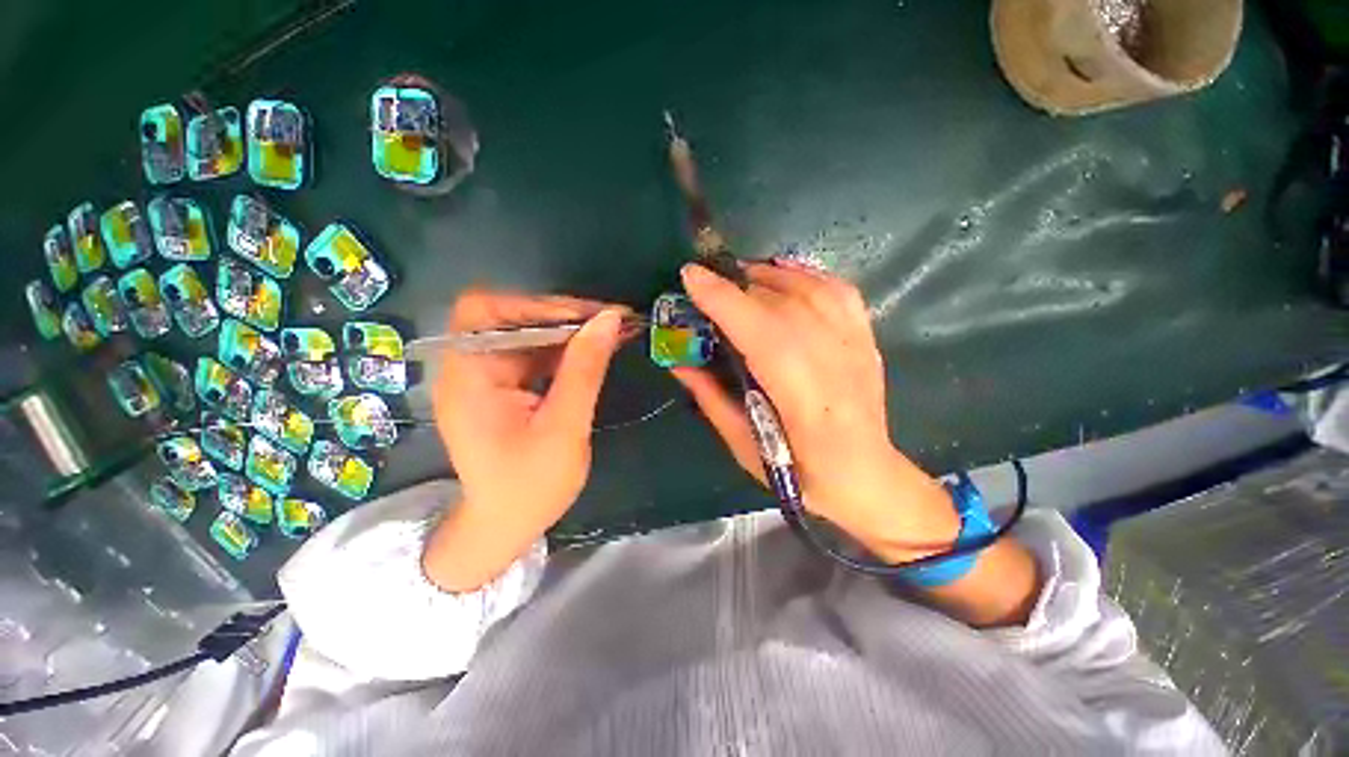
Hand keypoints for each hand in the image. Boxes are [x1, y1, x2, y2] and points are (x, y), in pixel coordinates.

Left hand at [424, 290, 627, 591]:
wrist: (506, 528)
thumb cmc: (530, 487)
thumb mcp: (565, 427)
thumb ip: (585, 370)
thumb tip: (610, 319)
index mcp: (469, 378)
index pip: (487, 311)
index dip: (536, 305)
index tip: (588, 316)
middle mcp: (470, 369)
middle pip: (510, 318)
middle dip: (563, 316)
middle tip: (611, 320)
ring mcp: (487, 378)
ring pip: (528, 334)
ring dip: (570, 331)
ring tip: (612, 330)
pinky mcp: (504, 387)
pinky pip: (535, 355)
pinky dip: (566, 349)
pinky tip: (596, 349)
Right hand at [674, 262, 958, 562]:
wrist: (866, 476)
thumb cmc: (800, 475)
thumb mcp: (745, 447)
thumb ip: (711, 399)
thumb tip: (678, 362)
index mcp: (804, 401)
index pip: (761, 334)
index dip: (724, 301)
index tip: (690, 276)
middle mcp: (835, 365)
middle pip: (783, 306)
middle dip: (737, 285)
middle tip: (706, 284)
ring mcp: (857, 347)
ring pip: (810, 291)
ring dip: (768, 275)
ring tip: (739, 277)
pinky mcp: (867, 339)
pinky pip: (839, 291)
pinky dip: (806, 274)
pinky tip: (784, 273)